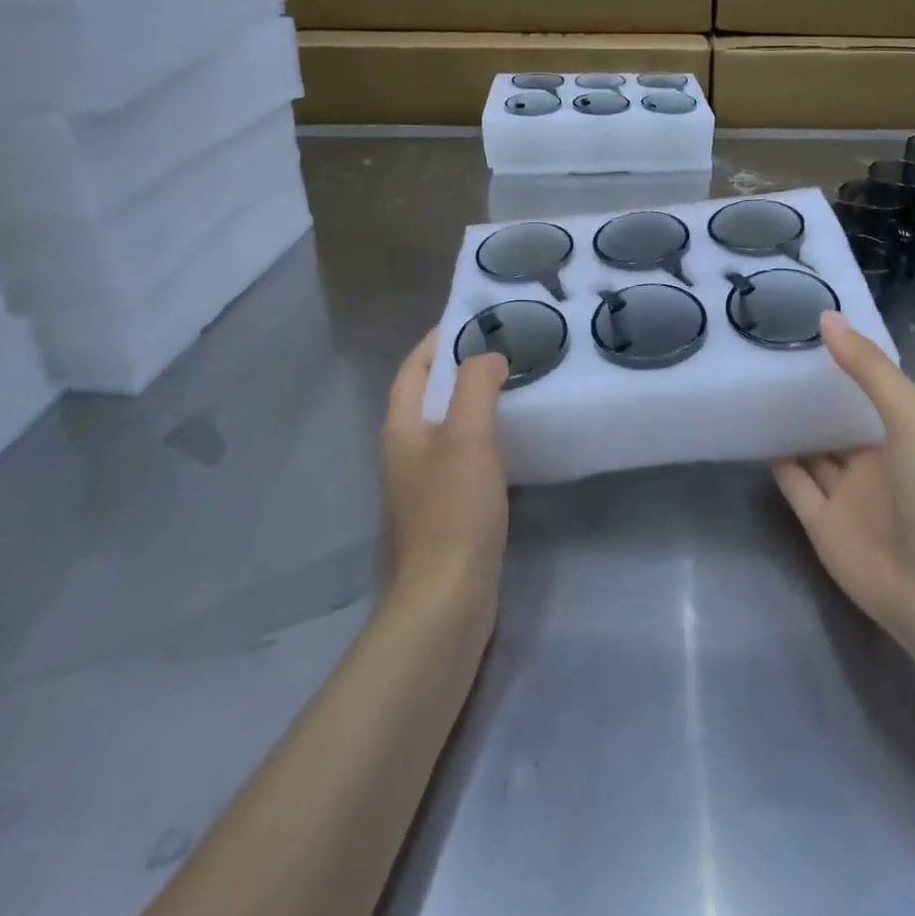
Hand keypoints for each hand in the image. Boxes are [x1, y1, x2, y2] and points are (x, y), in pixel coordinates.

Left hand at [381, 332, 509, 628]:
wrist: (449, 595)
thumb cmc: (455, 507)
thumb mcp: (468, 435)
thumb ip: (476, 385)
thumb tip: (487, 358)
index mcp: (402, 428)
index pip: (413, 370)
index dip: (436, 342)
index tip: (470, 319)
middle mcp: (406, 451)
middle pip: (428, 396)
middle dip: (458, 368)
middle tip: (502, 349)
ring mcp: (424, 483)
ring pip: (447, 426)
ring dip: (473, 402)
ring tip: (512, 385)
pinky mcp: (446, 508)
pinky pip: (462, 455)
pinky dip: (483, 435)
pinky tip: (511, 438)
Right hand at [772, 312, 914, 647]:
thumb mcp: (910, 415)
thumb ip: (868, 369)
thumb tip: (826, 318)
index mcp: (903, 435)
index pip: (869, 391)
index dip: (844, 363)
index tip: (806, 329)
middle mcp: (875, 462)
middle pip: (837, 422)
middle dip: (812, 395)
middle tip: (769, 356)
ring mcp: (848, 496)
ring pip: (813, 452)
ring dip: (792, 426)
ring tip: (756, 389)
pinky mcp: (821, 526)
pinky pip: (795, 487)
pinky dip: (778, 464)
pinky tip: (756, 435)